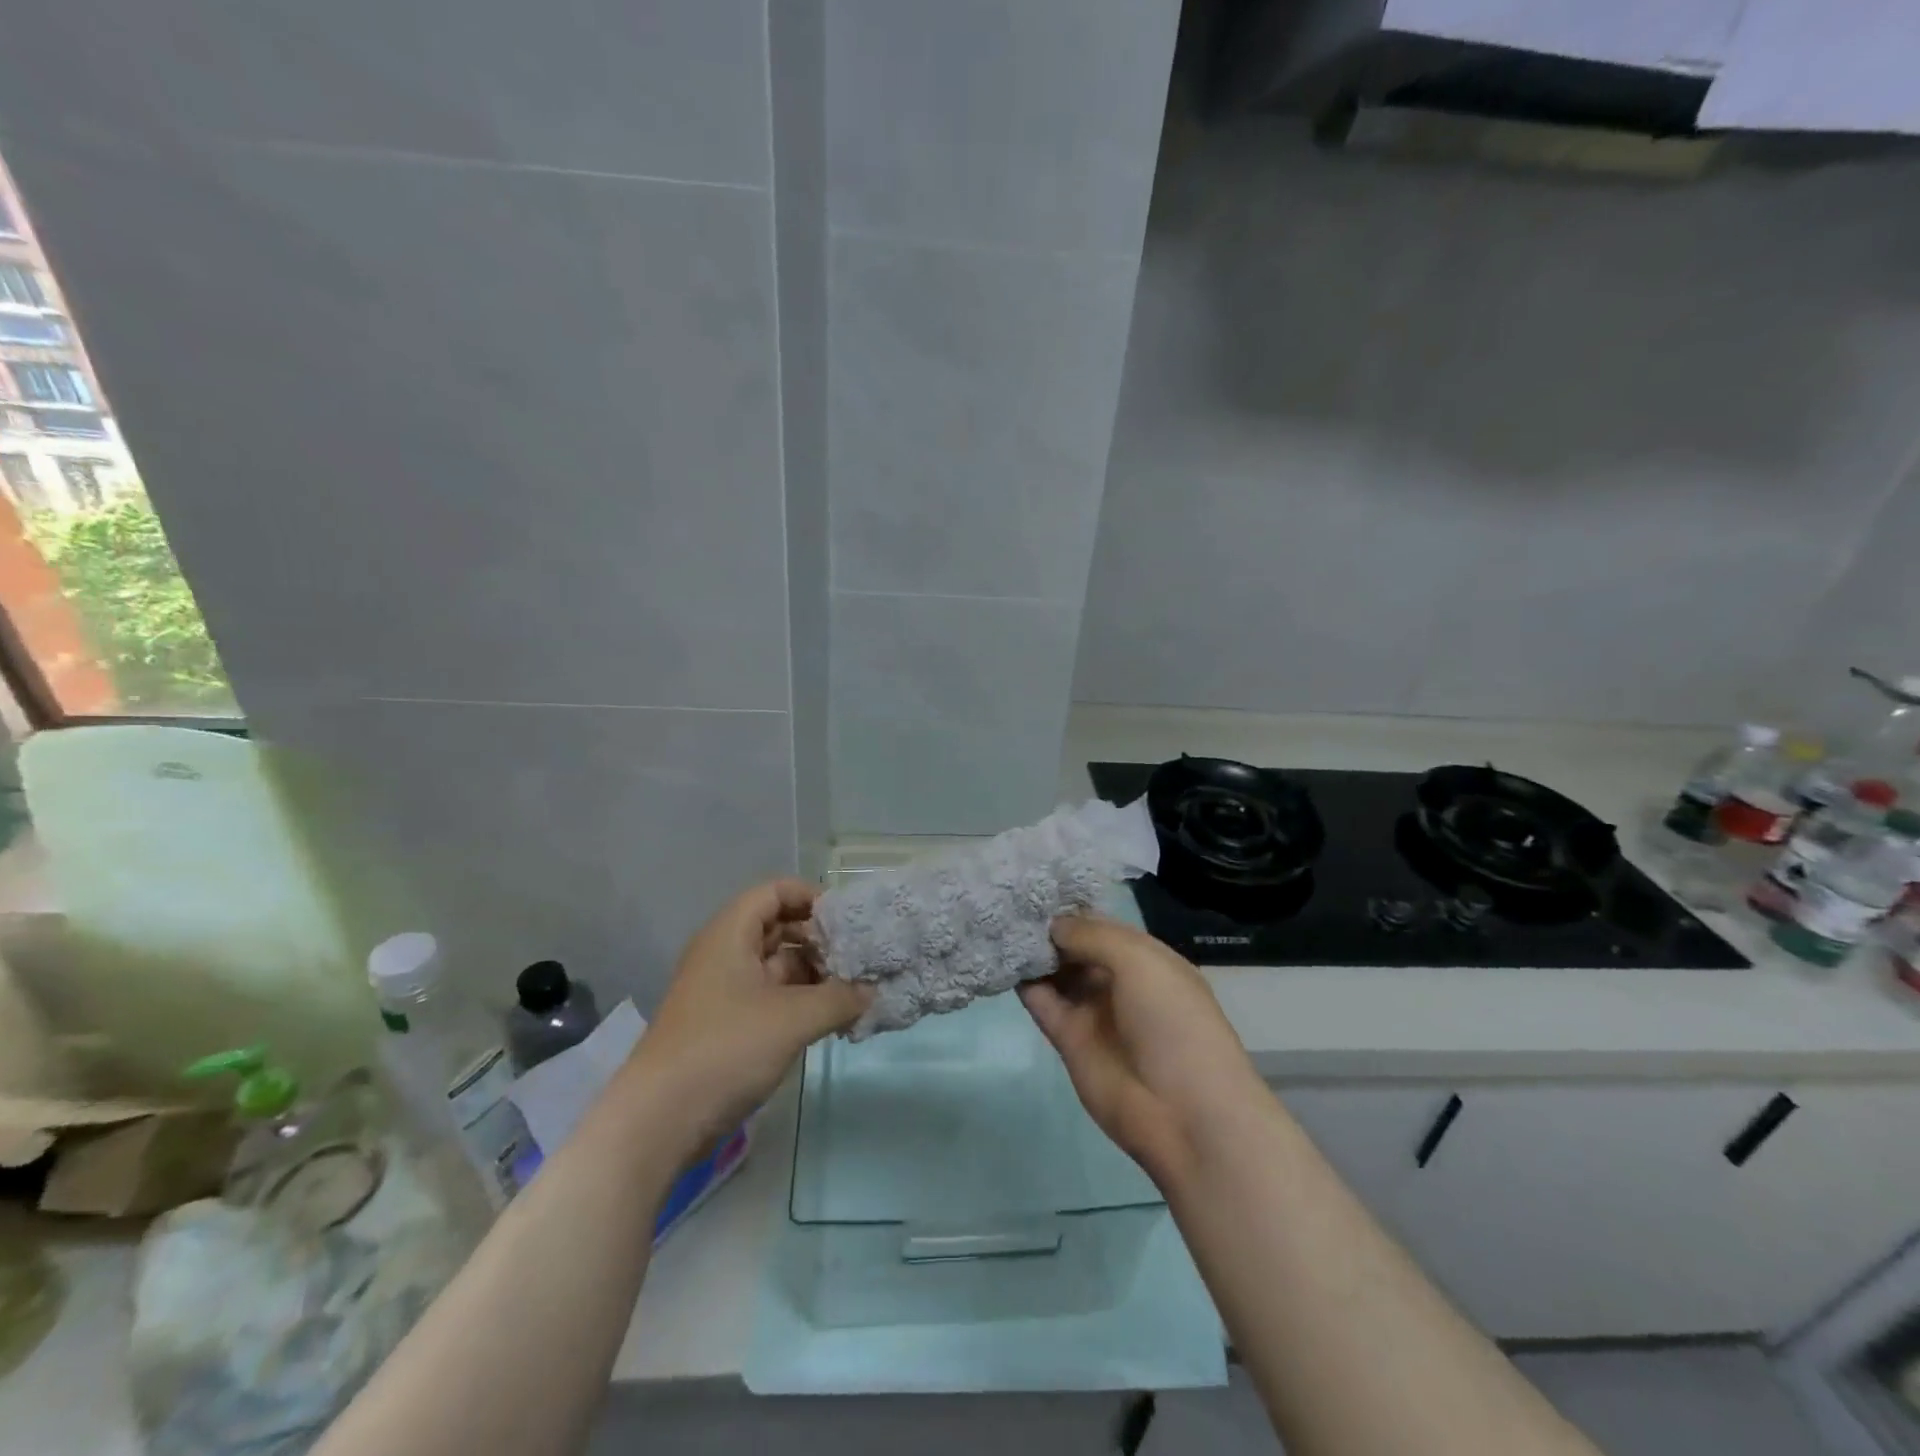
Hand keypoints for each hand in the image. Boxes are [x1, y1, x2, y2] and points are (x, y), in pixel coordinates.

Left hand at [621, 879, 870, 1157]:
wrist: (659, 1121)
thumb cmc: (726, 1049)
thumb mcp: (793, 1019)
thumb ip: (839, 999)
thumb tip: (872, 991)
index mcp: (731, 933)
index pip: (775, 891)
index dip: (812, 897)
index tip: (847, 921)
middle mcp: (726, 953)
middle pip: (779, 927)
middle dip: (820, 940)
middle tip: (859, 958)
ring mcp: (725, 991)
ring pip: (778, 966)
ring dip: (816, 975)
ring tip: (856, 991)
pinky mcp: (728, 1025)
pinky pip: (772, 998)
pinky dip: (802, 1002)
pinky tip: (834, 1019)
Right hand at [1019, 913, 1265, 1188]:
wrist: (1183, 1111)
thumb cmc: (1171, 1020)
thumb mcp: (1139, 960)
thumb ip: (1090, 935)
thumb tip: (1052, 925)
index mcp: (1146, 959)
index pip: (1101, 925)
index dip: (1072, 909)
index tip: (1034, 888)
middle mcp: (1119, 981)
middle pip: (1076, 947)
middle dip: (1047, 928)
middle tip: (1007, 903)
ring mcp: (1094, 1012)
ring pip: (1057, 974)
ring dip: (1033, 953)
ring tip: (997, 925)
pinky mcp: (1070, 1041)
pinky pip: (1043, 1003)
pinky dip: (1025, 983)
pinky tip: (1002, 960)